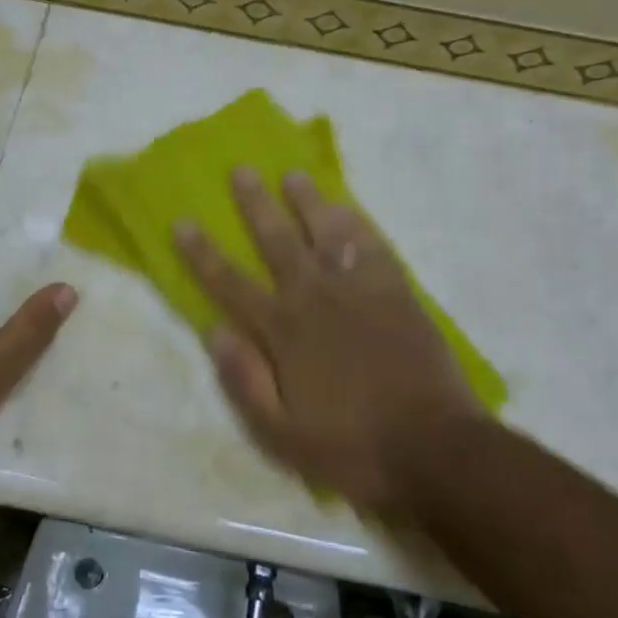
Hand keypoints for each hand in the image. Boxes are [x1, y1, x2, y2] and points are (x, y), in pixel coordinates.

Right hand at [174, 168, 483, 518]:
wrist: (434, 449)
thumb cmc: (351, 447)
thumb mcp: (280, 434)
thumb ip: (244, 380)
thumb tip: (214, 330)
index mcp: (282, 331)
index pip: (230, 282)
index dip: (202, 252)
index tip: (182, 221)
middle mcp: (314, 297)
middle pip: (277, 240)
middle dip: (255, 204)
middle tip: (241, 169)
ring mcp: (359, 290)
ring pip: (327, 231)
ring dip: (308, 201)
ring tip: (294, 174)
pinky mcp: (397, 292)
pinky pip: (373, 246)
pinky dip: (358, 223)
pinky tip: (348, 207)